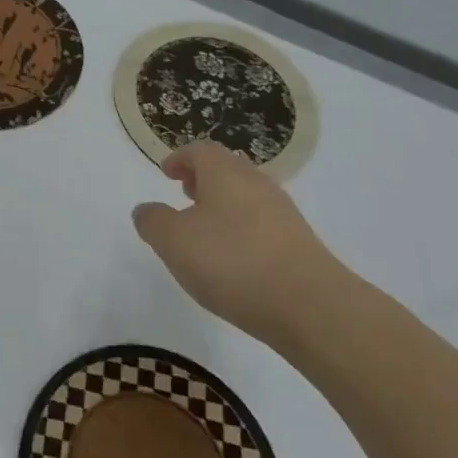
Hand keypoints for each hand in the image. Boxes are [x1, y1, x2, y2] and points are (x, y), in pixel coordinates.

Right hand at [131, 141, 353, 345]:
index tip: (166, 172)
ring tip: (205, 229)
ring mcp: (283, 213)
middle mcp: (257, 184)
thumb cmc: (232, 262)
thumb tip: (147, 210)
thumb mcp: (173, 241)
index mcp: (225, 173)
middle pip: (227, 169)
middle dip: (203, 178)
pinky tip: (234, 258)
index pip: (200, 151)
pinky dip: (242, 229)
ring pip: (246, 196)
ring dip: (223, 204)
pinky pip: (262, 223)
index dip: (180, 158)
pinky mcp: (299, 243)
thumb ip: (152, 221)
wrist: (311, 306)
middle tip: (184, 193)